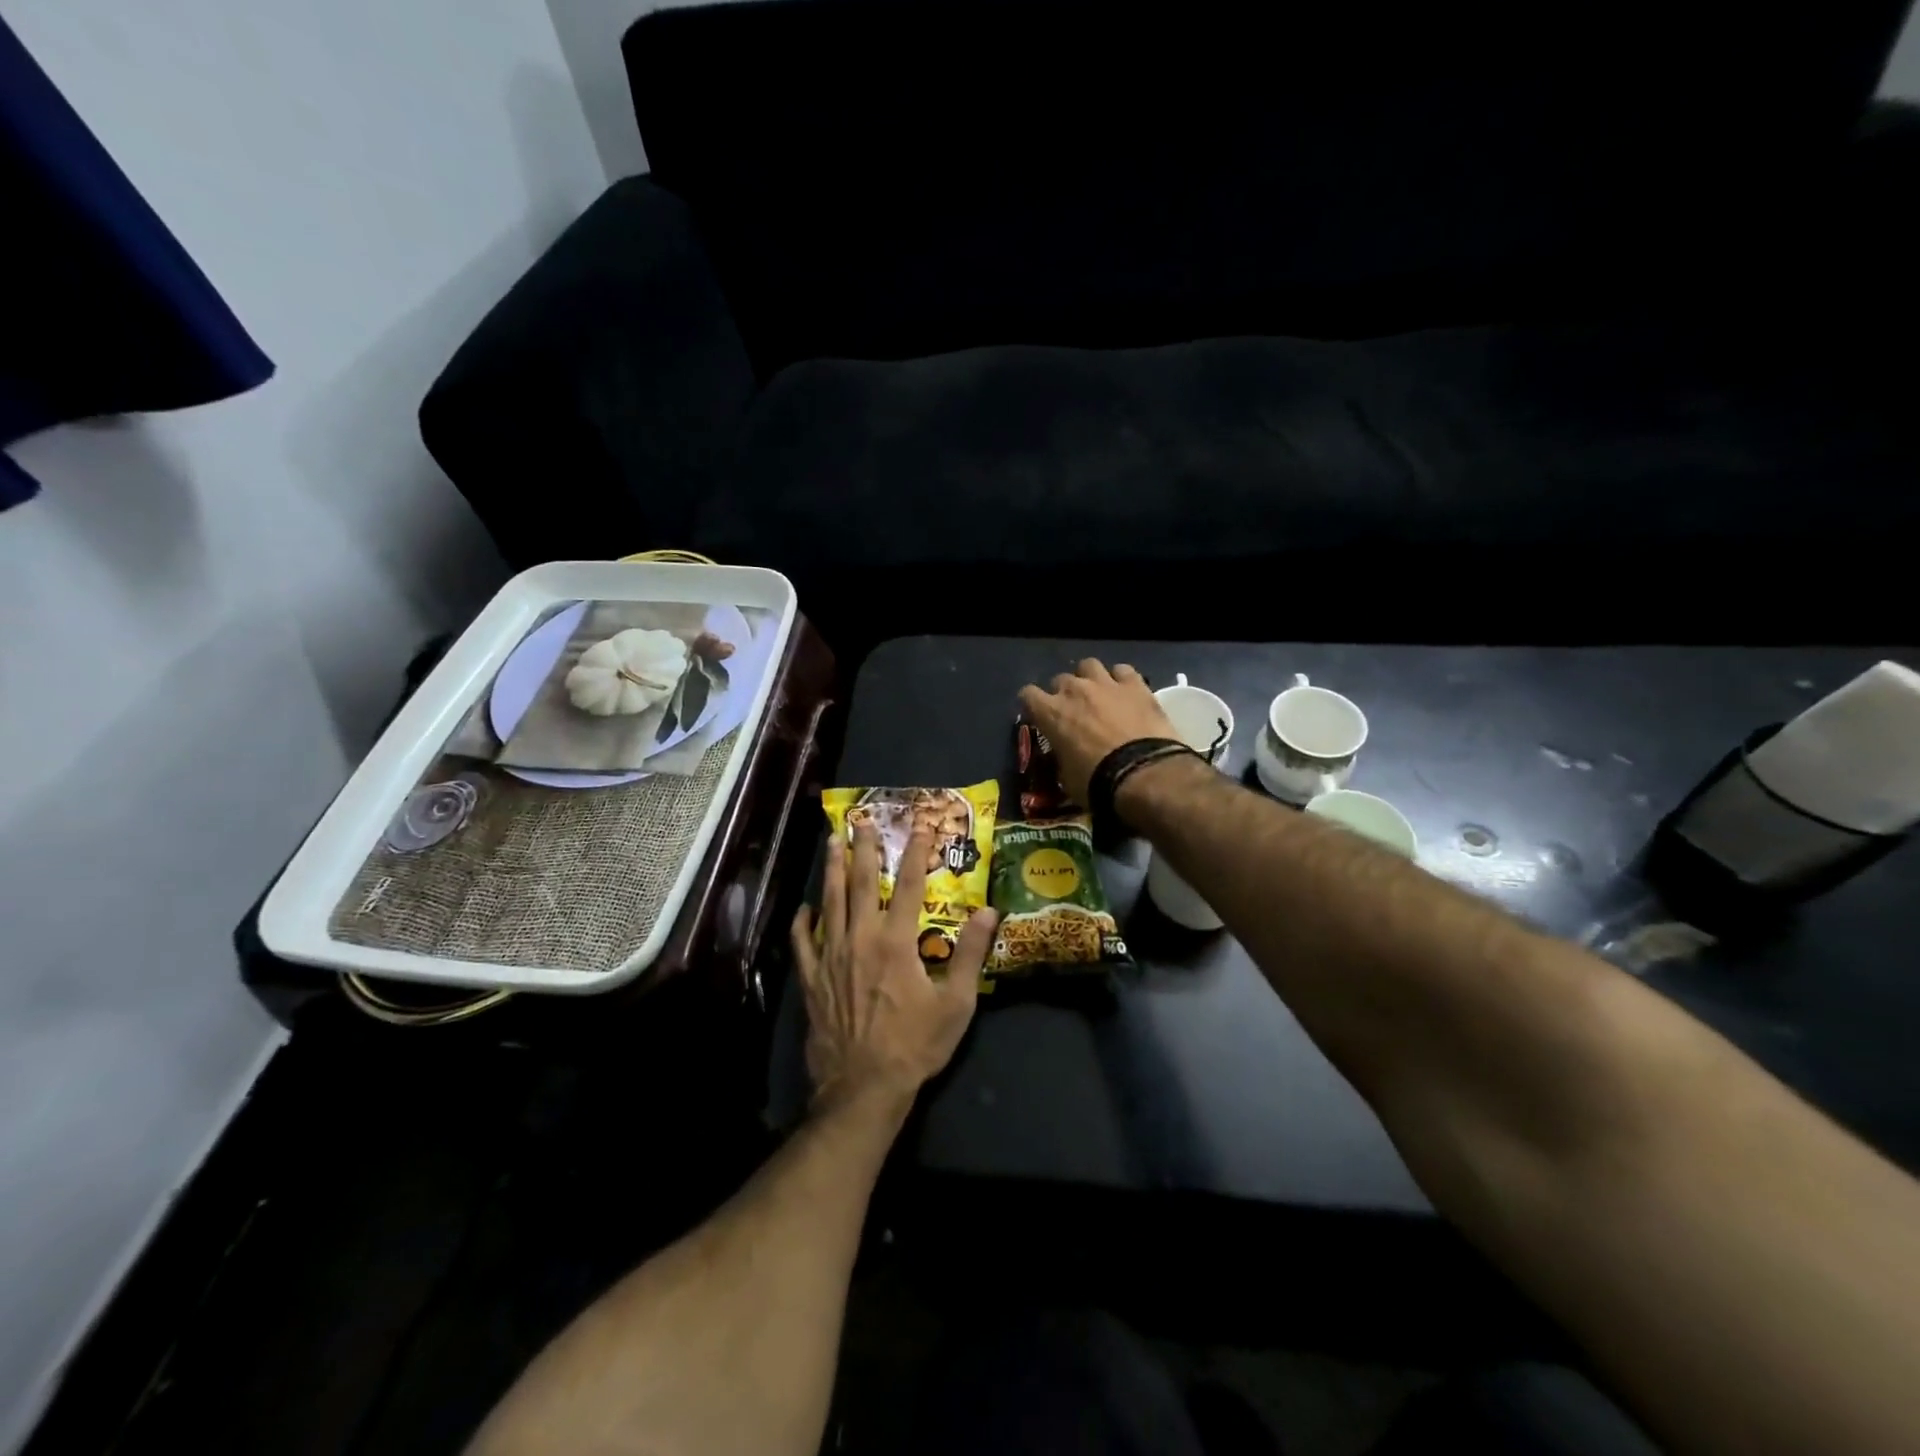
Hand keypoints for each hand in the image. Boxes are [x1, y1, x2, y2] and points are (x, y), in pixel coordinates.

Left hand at [790, 823, 997, 1114]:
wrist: (863, 1088)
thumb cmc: (915, 1045)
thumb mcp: (956, 1003)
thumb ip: (971, 954)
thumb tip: (988, 911)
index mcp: (896, 942)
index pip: (908, 886)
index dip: (916, 853)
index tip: (920, 826)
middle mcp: (860, 939)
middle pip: (860, 884)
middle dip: (863, 849)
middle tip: (861, 820)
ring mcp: (831, 958)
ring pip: (829, 903)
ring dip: (831, 870)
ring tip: (831, 843)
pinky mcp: (812, 980)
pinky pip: (803, 943)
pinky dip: (802, 923)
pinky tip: (804, 909)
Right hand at [1017, 659, 1180, 806]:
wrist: (1142, 774)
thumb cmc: (1097, 782)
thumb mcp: (1066, 777)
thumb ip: (1061, 756)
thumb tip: (1064, 755)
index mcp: (1051, 713)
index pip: (1027, 694)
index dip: (1032, 705)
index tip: (1039, 717)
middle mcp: (1074, 690)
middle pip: (1060, 679)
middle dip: (1063, 693)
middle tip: (1074, 712)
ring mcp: (1105, 683)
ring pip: (1089, 665)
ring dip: (1089, 678)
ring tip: (1098, 694)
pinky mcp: (1135, 684)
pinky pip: (1123, 670)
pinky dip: (1121, 679)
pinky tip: (1126, 692)